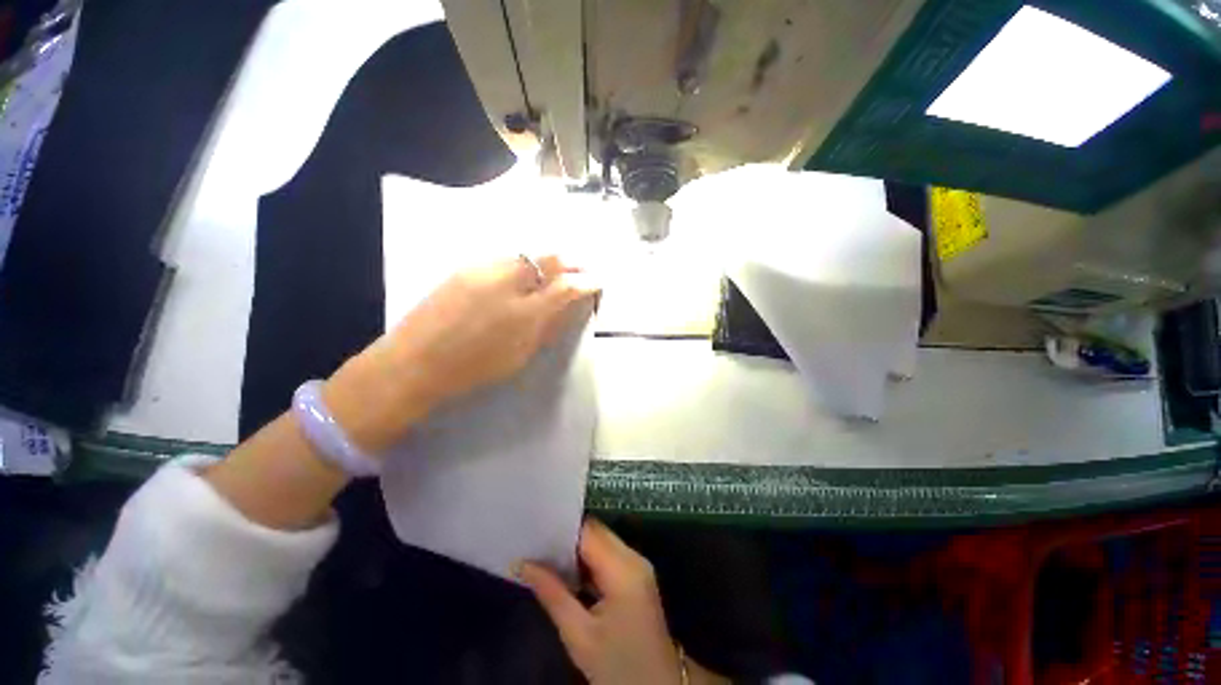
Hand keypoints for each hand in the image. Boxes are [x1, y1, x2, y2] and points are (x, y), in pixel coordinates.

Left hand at [324, 256, 597, 452]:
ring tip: (555, 271)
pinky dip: (522, 264)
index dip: (587, 282)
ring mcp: (485, 269)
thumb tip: (567, 308)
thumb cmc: (473, 368)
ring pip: (527, 255)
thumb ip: (546, 327)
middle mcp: (508, 282)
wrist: (415, 362)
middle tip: (582, 269)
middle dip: (572, 261)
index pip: (567, 287)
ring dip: (547, 261)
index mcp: (525, 313)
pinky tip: (522, 275)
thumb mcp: (520, 355)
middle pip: (550, 258)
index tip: (597, 282)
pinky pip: (504, 259)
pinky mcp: (466, 267)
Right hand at [519, 520, 729, 684]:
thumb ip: (551, 593)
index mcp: (623, 568)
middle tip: (535, 542)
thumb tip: (522, 564)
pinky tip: (566, 570)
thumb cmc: (617, 667)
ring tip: (544, 554)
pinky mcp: (637, 576)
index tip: (535, 529)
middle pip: (597, 532)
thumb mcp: (578, 635)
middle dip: (567, 536)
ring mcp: (638, 566)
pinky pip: (608, 555)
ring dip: (577, 548)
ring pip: (602, 542)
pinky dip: (588, 560)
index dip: (562, 528)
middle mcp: (634, 558)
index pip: (589, 532)